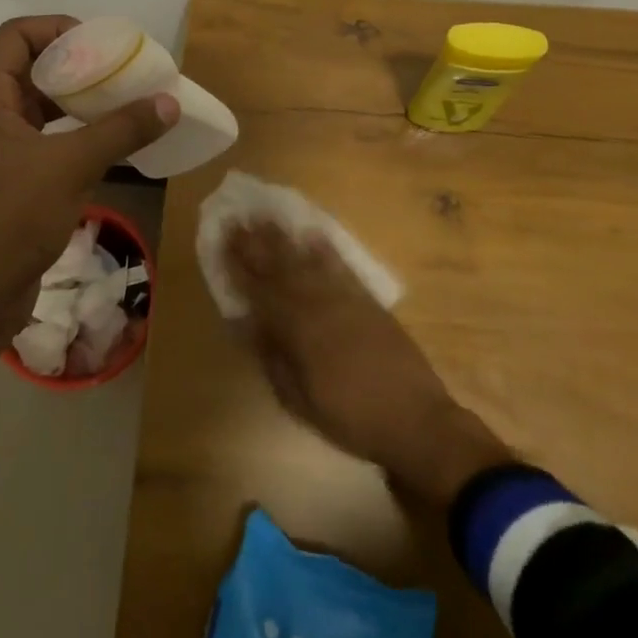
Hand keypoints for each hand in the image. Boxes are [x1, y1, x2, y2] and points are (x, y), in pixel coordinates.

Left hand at [0, 15, 178, 349]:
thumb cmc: (11, 219)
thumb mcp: (71, 166)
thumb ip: (121, 130)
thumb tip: (169, 101)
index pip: (17, 35)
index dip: (58, 28)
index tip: (102, 44)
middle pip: (29, 65)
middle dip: (75, 64)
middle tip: (121, 70)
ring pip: (37, 103)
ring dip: (76, 99)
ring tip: (121, 100)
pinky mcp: (5, 175)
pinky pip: (42, 136)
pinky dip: (72, 130)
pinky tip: (106, 140)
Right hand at [227, 218, 512, 506]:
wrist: (416, 420)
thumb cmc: (350, 418)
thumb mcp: (299, 400)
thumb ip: (272, 358)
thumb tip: (248, 323)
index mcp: (297, 330)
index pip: (259, 290)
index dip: (238, 265)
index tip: (221, 242)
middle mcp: (317, 305)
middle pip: (280, 266)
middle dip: (256, 242)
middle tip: (238, 218)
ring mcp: (345, 298)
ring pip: (307, 260)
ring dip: (284, 238)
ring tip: (266, 217)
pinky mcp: (367, 300)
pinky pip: (340, 266)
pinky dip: (324, 249)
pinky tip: (312, 234)